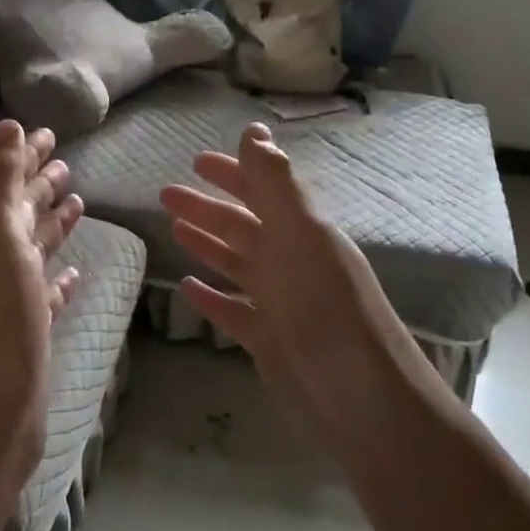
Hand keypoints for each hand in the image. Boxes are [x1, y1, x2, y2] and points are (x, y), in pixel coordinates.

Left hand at [0, 121, 82, 487]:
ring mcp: (14, 300)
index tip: (48, 133)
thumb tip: (6, 125)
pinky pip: (48, 295)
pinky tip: (75, 274)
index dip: (26, 157)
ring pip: (36, 251)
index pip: (11, 184)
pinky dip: (60, 279)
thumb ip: (0, 182)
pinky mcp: (32, 333)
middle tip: (66, 163)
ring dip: (53, 226)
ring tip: (77, 203)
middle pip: (23, 215)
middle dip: (41, 186)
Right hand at [159, 123, 422, 432]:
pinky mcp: (269, 341)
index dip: (232, 172)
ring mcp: (280, 302)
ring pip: (235, 263)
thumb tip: (253, 129)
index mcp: (301, 232)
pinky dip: (211, 297)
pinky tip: (186, 288)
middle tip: (166, 194)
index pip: (261, 190)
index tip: (195, 161)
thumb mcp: (301, 236)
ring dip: (206, 244)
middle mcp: (290, 261)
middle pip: (241, 225)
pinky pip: (233, 310)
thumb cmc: (329, 310)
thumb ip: (275, 184)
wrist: (363, 401)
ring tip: (173, 229)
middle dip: (207, 207)